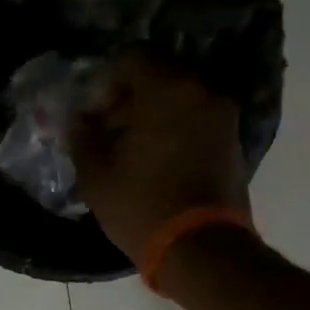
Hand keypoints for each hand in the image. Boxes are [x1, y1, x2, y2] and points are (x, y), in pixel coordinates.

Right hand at [73, 52, 254, 263]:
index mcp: (168, 90)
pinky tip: (154, 160)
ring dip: (151, 115)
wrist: (202, 250)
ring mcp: (222, 117)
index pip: (132, 58)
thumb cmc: (142, 206)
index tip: (93, 113)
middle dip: (128, 98)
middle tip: (107, 131)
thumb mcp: (95, 174)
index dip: (106, 82)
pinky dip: (173, 129)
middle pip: (158, 76)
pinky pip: (195, 119)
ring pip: (178, 98)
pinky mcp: (232, 142)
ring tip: (129, 150)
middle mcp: (202, 93)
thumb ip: (82, 137)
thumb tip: (78, 121)